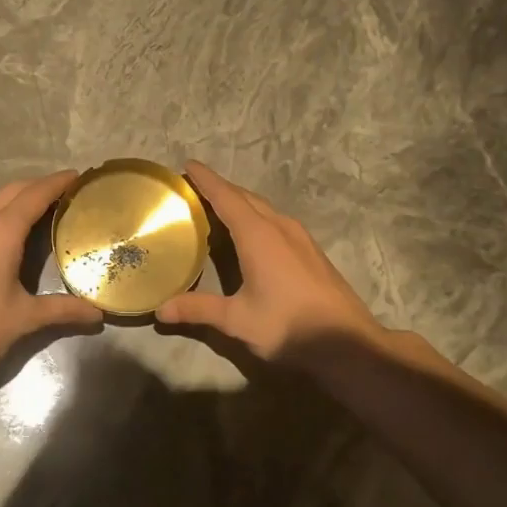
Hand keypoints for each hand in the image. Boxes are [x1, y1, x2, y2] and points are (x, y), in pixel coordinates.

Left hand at [0, 170, 103, 379]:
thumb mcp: (25, 318)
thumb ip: (63, 310)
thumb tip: (98, 315)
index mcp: (1, 231)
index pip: (36, 194)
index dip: (58, 182)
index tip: (80, 176)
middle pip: (15, 190)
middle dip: (41, 186)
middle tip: (69, 193)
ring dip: (21, 198)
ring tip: (48, 209)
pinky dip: (4, 212)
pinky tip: (16, 232)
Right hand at [156, 161, 388, 361]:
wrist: (347, 342)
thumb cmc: (288, 326)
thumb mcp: (238, 320)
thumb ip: (198, 310)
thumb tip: (160, 310)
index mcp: (258, 235)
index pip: (226, 197)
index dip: (206, 180)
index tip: (188, 165)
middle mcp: (279, 226)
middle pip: (245, 198)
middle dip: (220, 189)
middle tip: (194, 189)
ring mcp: (300, 237)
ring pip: (264, 208)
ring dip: (240, 203)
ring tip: (217, 208)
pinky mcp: (311, 250)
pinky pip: (276, 221)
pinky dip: (256, 217)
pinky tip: (250, 235)